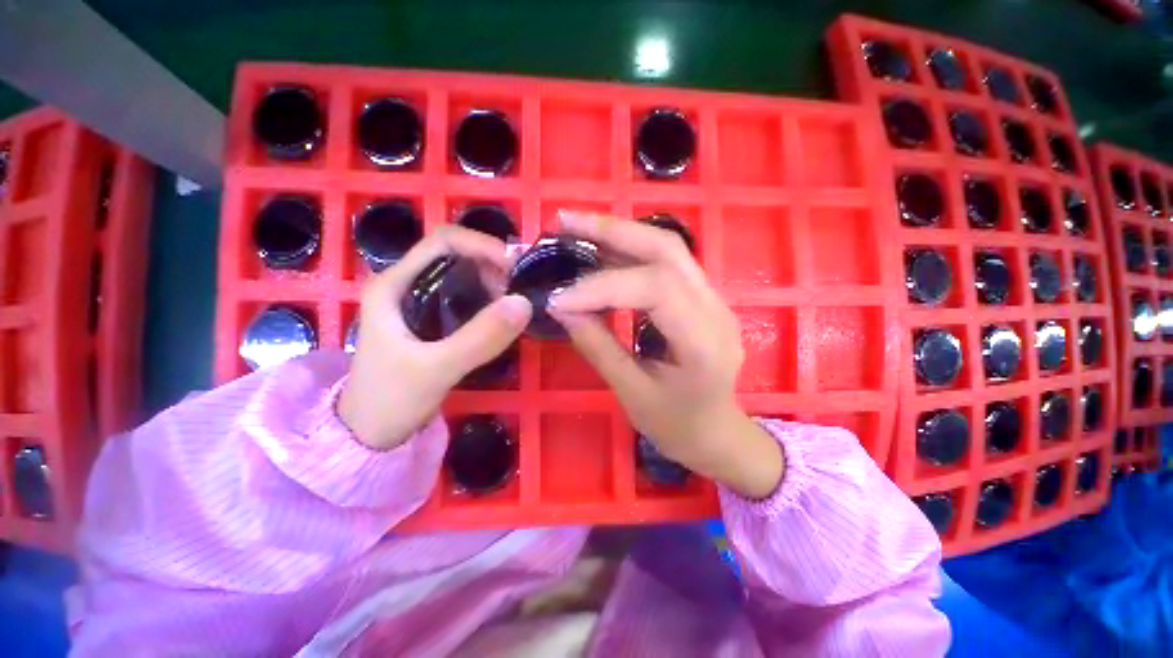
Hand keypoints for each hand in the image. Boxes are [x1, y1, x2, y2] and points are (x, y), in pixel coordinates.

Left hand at [338, 227, 531, 449]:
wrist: (370, 435)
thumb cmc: (390, 400)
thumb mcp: (436, 369)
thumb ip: (479, 338)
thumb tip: (524, 303)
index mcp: (394, 284)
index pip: (443, 241)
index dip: (482, 245)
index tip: (515, 267)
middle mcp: (406, 284)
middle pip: (456, 255)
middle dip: (492, 265)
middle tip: (519, 290)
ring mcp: (419, 302)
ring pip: (464, 276)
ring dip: (493, 283)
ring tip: (514, 304)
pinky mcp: (432, 320)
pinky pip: (467, 298)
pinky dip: (489, 300)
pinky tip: (502, 316)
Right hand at [549, 212, 783, 498]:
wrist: (718, 432)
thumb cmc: (678, 426)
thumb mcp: (632, 393)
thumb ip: (598, 347)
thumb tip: (562, 308)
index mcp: (704, 342)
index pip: (655, 289)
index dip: (602, 287)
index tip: (559, 298)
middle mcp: (716, 308)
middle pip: (667, 249)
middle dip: (613, 231)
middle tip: (565, 221)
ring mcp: (714, 298)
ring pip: (668, 247)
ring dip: (620, 232)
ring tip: (577, 227)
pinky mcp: (702, 296)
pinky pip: (666, 262)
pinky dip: (630, 251)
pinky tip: (602, 250)